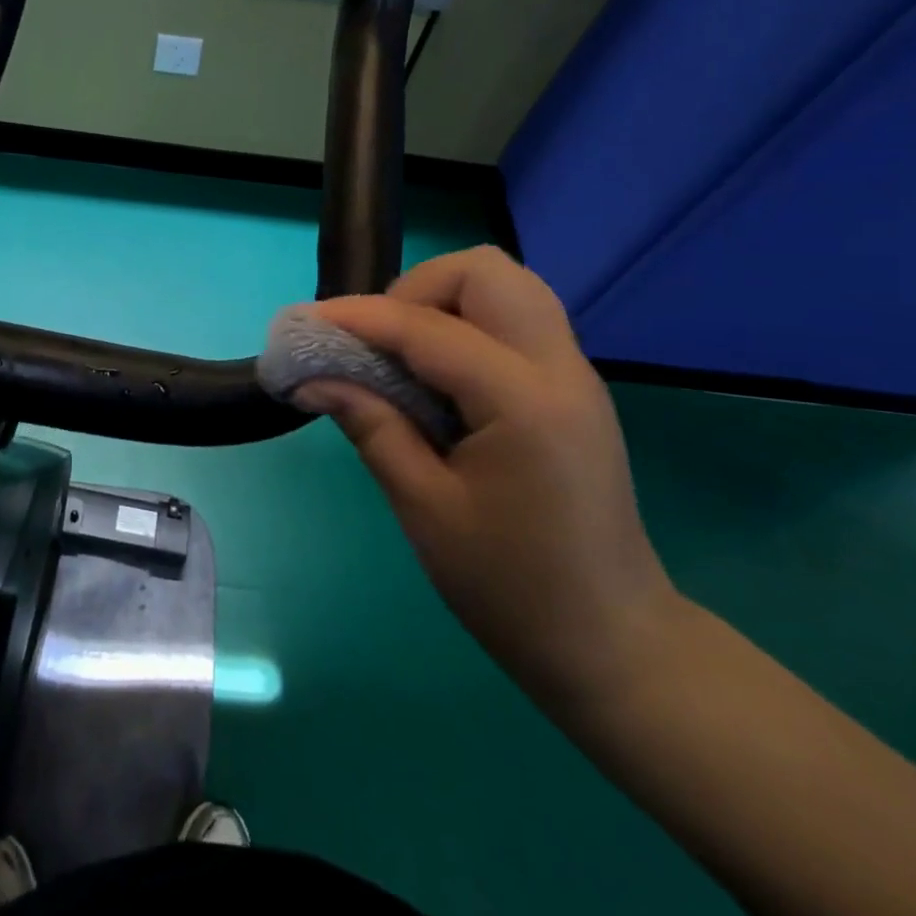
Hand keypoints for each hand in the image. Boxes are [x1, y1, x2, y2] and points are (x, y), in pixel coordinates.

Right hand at [297, 247, 678, 702]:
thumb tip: (312, 379)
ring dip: (443, 299)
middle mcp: (558, 368)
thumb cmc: (511, 588)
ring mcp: (573, 373)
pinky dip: (465, 321)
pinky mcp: (571, 387)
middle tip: (377, 343)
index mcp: (524, 402)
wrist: (613, 644)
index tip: (303, 326)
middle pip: (484, 270)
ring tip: (402, 353)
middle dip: (415, 289)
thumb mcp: (425, 508)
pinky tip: (436, 375)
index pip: (426, 327)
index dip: (357, 318)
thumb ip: (371, 426)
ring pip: (505, 284)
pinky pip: (514, 318)